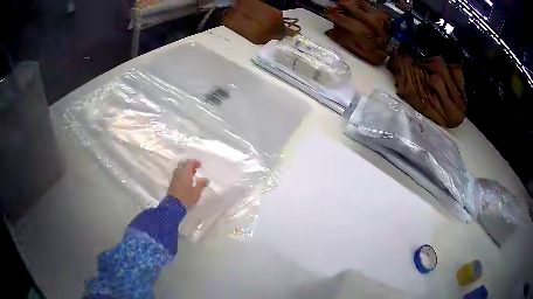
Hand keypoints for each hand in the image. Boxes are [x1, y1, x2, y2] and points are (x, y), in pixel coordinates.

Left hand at [167, 159, 207, 206]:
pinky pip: (178, 175)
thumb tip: (206, 179)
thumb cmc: (187, 196)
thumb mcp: (197, 190)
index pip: (189, 162)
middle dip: (190, 165)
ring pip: (180, 170)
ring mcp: (174, 177)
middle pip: (183, 164)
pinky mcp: (172, 183)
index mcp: (185, 172)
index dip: (195, 162)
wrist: (174, 205)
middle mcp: (178, 172)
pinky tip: (187, 181)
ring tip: (192, 176)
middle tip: (195, 169)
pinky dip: (183, 175)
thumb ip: (202, 183)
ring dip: (186, 171)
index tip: (200, 164)